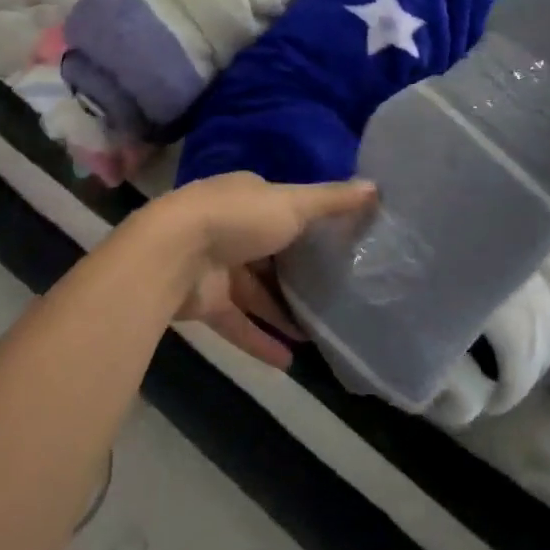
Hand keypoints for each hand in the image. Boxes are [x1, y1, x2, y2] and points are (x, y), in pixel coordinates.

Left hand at [148, 173, 376, 369]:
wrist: (173, 253)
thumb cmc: (238, 218)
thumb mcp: (292, 203)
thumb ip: (332, 200)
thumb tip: (376, 186)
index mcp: (249, 196)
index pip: (284, 207)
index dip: (310, 223)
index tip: (341, 243)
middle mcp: (232, 227)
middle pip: (271, 251)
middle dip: (298, 272)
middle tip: (336, 293)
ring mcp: (217, 265)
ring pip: (256, 291)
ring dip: (282, 311)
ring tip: (317, 333)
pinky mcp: (207, 301)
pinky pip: (239, 323)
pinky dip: (260, 340)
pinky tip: (289, 362)